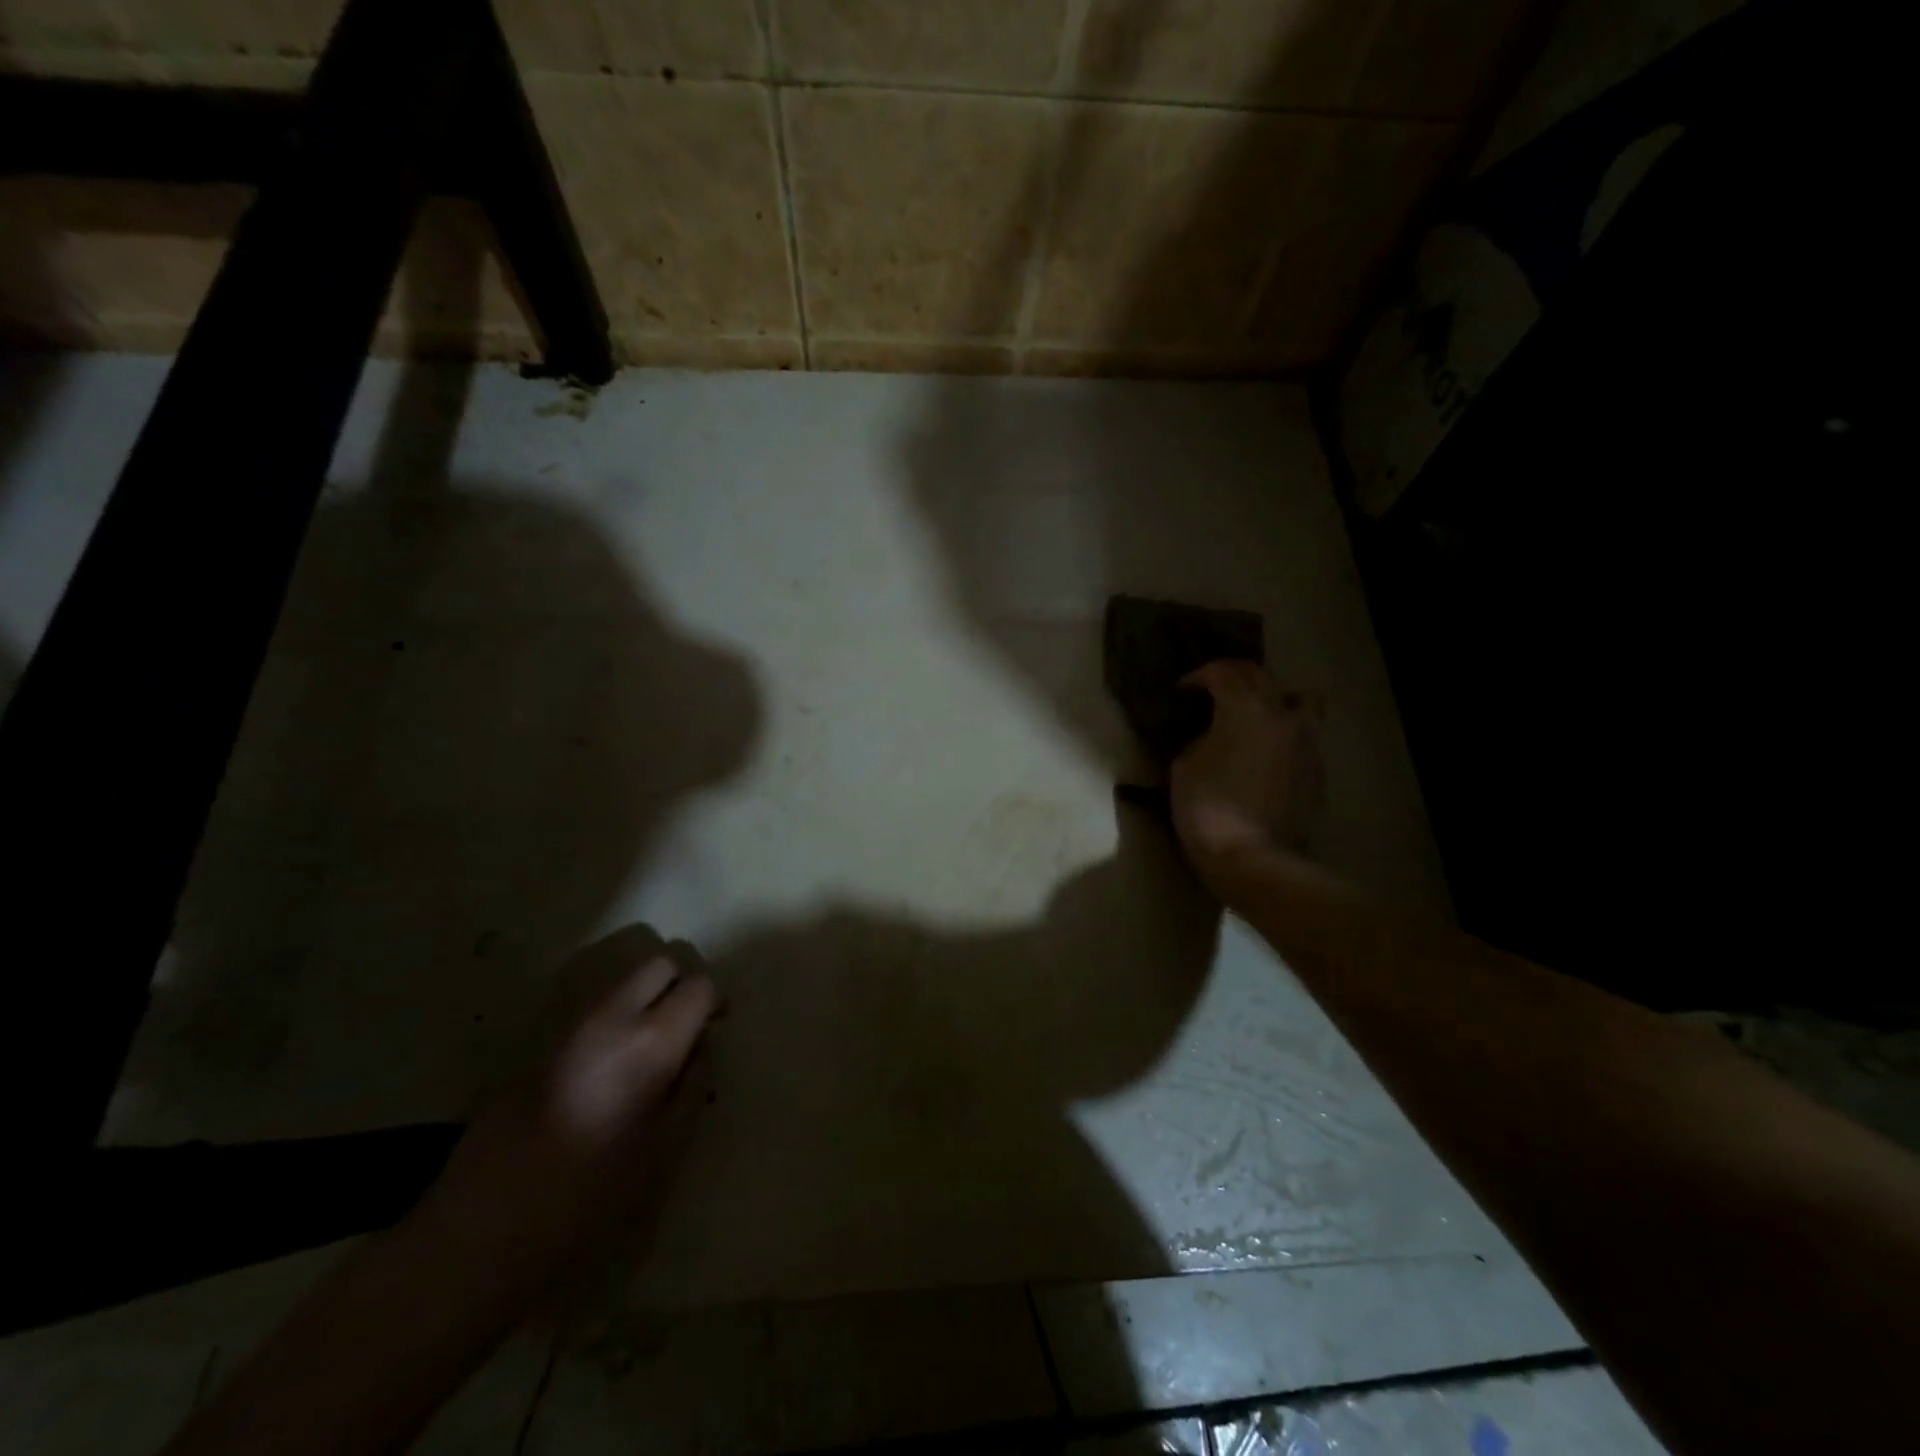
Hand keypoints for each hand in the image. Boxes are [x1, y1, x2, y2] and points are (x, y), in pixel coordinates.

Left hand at [410, 942, 718, 1306]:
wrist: (479, 1232)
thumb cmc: (588, 1199)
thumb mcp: (664, 1149)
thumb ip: (691, 1085)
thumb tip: (699, 1046)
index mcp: (650, 1040)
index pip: (698, 985)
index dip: (713, 1002)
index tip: (714, 1026)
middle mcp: (610, 1017)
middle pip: (658, 964)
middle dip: (679, 985)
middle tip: (684, 1026)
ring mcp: (569, 1026)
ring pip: (622, 982)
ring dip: (645, 1000)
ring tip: (647, 1049)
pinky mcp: (539, 1044)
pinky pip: (593, 1010)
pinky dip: (614, 1019)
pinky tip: (608, 1068)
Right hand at [1170, 661, 1325, 893]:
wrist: (1255, 860)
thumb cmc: (1209, 809)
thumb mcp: (1185, 767)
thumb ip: (1202, 738)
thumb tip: (1215, 736)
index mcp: (1245, 709)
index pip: (1223, 672)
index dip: (1199, 676)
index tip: (1182, 691)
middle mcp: (1282, 715)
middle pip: (1261, 676)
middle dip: (1234, 677)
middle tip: (1213, 691)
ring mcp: (1307, 741)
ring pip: (1299, 698)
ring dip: (1274, 697)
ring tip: (1254, 715)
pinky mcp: (1317, 768)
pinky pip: (1303, 732)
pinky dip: (1284, 730)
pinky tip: (1265, 751)